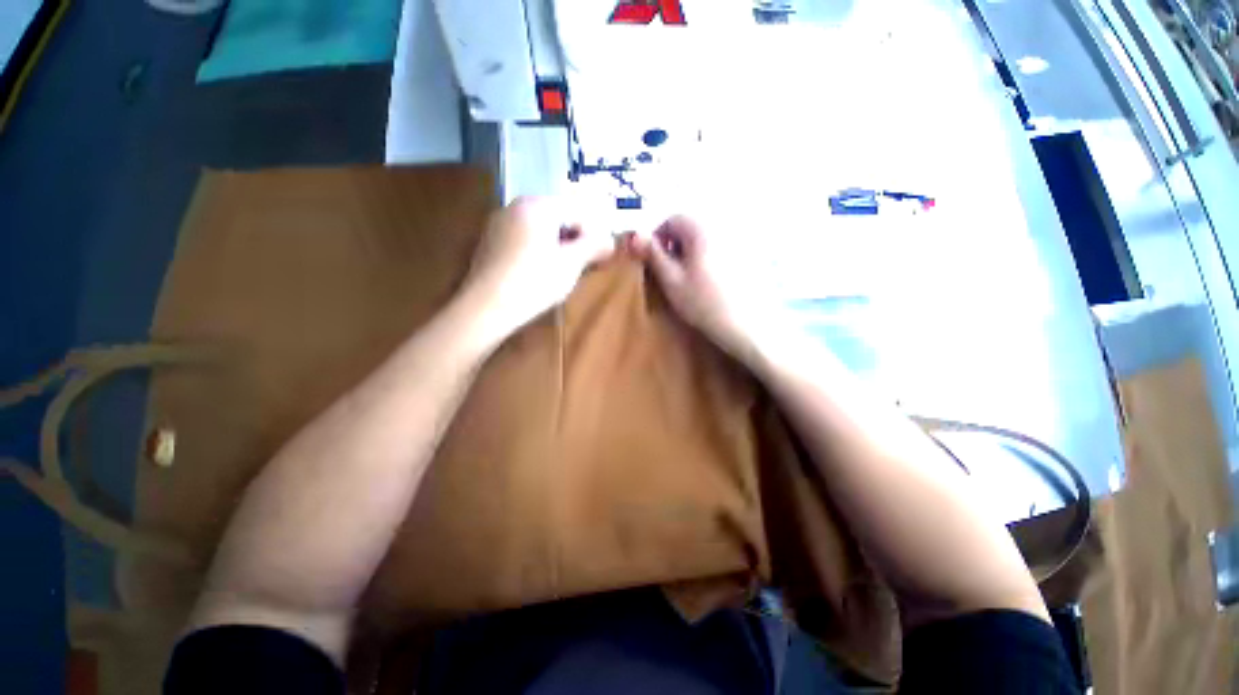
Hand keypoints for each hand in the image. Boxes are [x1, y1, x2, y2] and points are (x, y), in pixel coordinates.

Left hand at [463, 197, 614, 340]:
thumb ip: (594, 246)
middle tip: (584, 263)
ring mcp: (499, 222)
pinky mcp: (490, 241)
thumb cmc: (534, 282)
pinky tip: (539, 271)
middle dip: (575, 238)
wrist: (486, 307)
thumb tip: (610, 241)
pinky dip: (538, 249)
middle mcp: (516, 206)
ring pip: (540, 228)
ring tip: (564, 270)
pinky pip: (523, 238)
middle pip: (558, 217)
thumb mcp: (571, 264)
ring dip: (558, 244)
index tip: (603, 256)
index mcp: (538, 206)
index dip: (594, 233)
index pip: (577, 211)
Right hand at [638, 215, 783, 361]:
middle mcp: (723, 225)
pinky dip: (711, 259)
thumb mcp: (671, 280)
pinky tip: (712, 282)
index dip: (658, 239)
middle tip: (672, 274)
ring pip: (706, 239)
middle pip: (690, 228)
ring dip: (692, 254)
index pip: (671, 219)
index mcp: (701, 227)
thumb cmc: (705, 303)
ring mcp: (740, 239)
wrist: (750, 326)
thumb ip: (652, 255)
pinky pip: (722, 248)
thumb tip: (634, 233)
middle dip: (676, 246)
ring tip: (692, 280)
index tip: (655, 263)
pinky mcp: (751, 254)